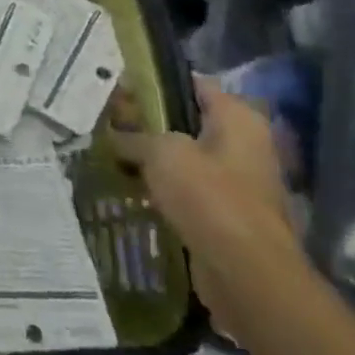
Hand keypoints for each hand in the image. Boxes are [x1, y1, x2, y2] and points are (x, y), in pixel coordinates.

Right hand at [107, 77, 298, 337]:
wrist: (246, 273)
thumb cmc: (209, 197)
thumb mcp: (160, 152)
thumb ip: (133, 136)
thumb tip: (113, 135)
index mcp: (237, 118)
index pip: (192, 83)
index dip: (154, 82)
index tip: (118, 87)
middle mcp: (244, 144)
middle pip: (187, 121)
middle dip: (148, 122)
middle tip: (107, 122)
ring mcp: (238, 181)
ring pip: (184, 157)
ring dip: (152, 157)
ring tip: (112, 153)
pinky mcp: (226, 213)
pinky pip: (186, 189)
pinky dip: (162, 187)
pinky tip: (130, 187)